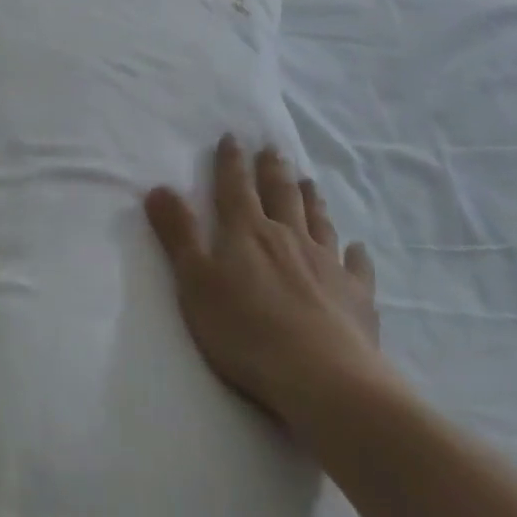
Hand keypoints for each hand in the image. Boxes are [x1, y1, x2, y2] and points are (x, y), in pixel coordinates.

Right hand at [145, 136, 395, 437]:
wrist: (323, 379)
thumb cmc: (246, 331)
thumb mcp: (195, 281)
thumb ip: (178, 234)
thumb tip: (158, 187)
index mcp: (247, 231)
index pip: (235, 187)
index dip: (231, 162)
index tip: (232, 137)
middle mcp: (288, 237)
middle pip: (280, 194)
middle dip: (273, 170)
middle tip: (273, 149)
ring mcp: (326, 265)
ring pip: (317, 221)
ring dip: (311, 199)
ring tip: (308, 181)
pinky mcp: (356, 297)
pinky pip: (356, 267)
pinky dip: (356, 254)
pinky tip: (357, 248)